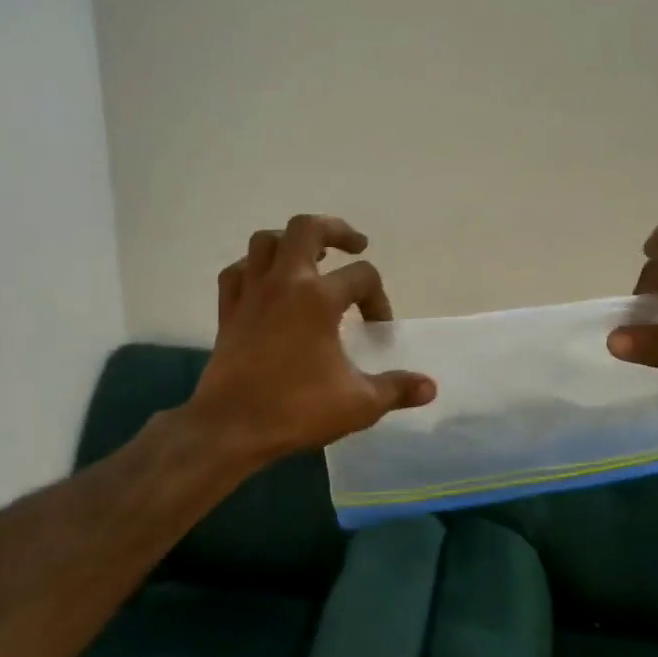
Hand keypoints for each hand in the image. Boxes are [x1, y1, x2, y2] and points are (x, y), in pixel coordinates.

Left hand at [187, 214, 435, 462]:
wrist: (232, 427)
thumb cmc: (297, 409)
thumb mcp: (359, 404)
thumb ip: (396, 389)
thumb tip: (430, 387)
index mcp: (319, 299)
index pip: (362, 277)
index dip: (378, 298)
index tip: (378, 329)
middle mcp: (284, 283)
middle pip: (307, 229)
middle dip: (336, 231)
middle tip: (355, 246)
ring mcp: (251, 294)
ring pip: (265, 242)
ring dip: (291, 242)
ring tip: (310, 258)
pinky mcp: (228, 311)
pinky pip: (237, 272)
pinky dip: (253, 268)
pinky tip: (266, 284)